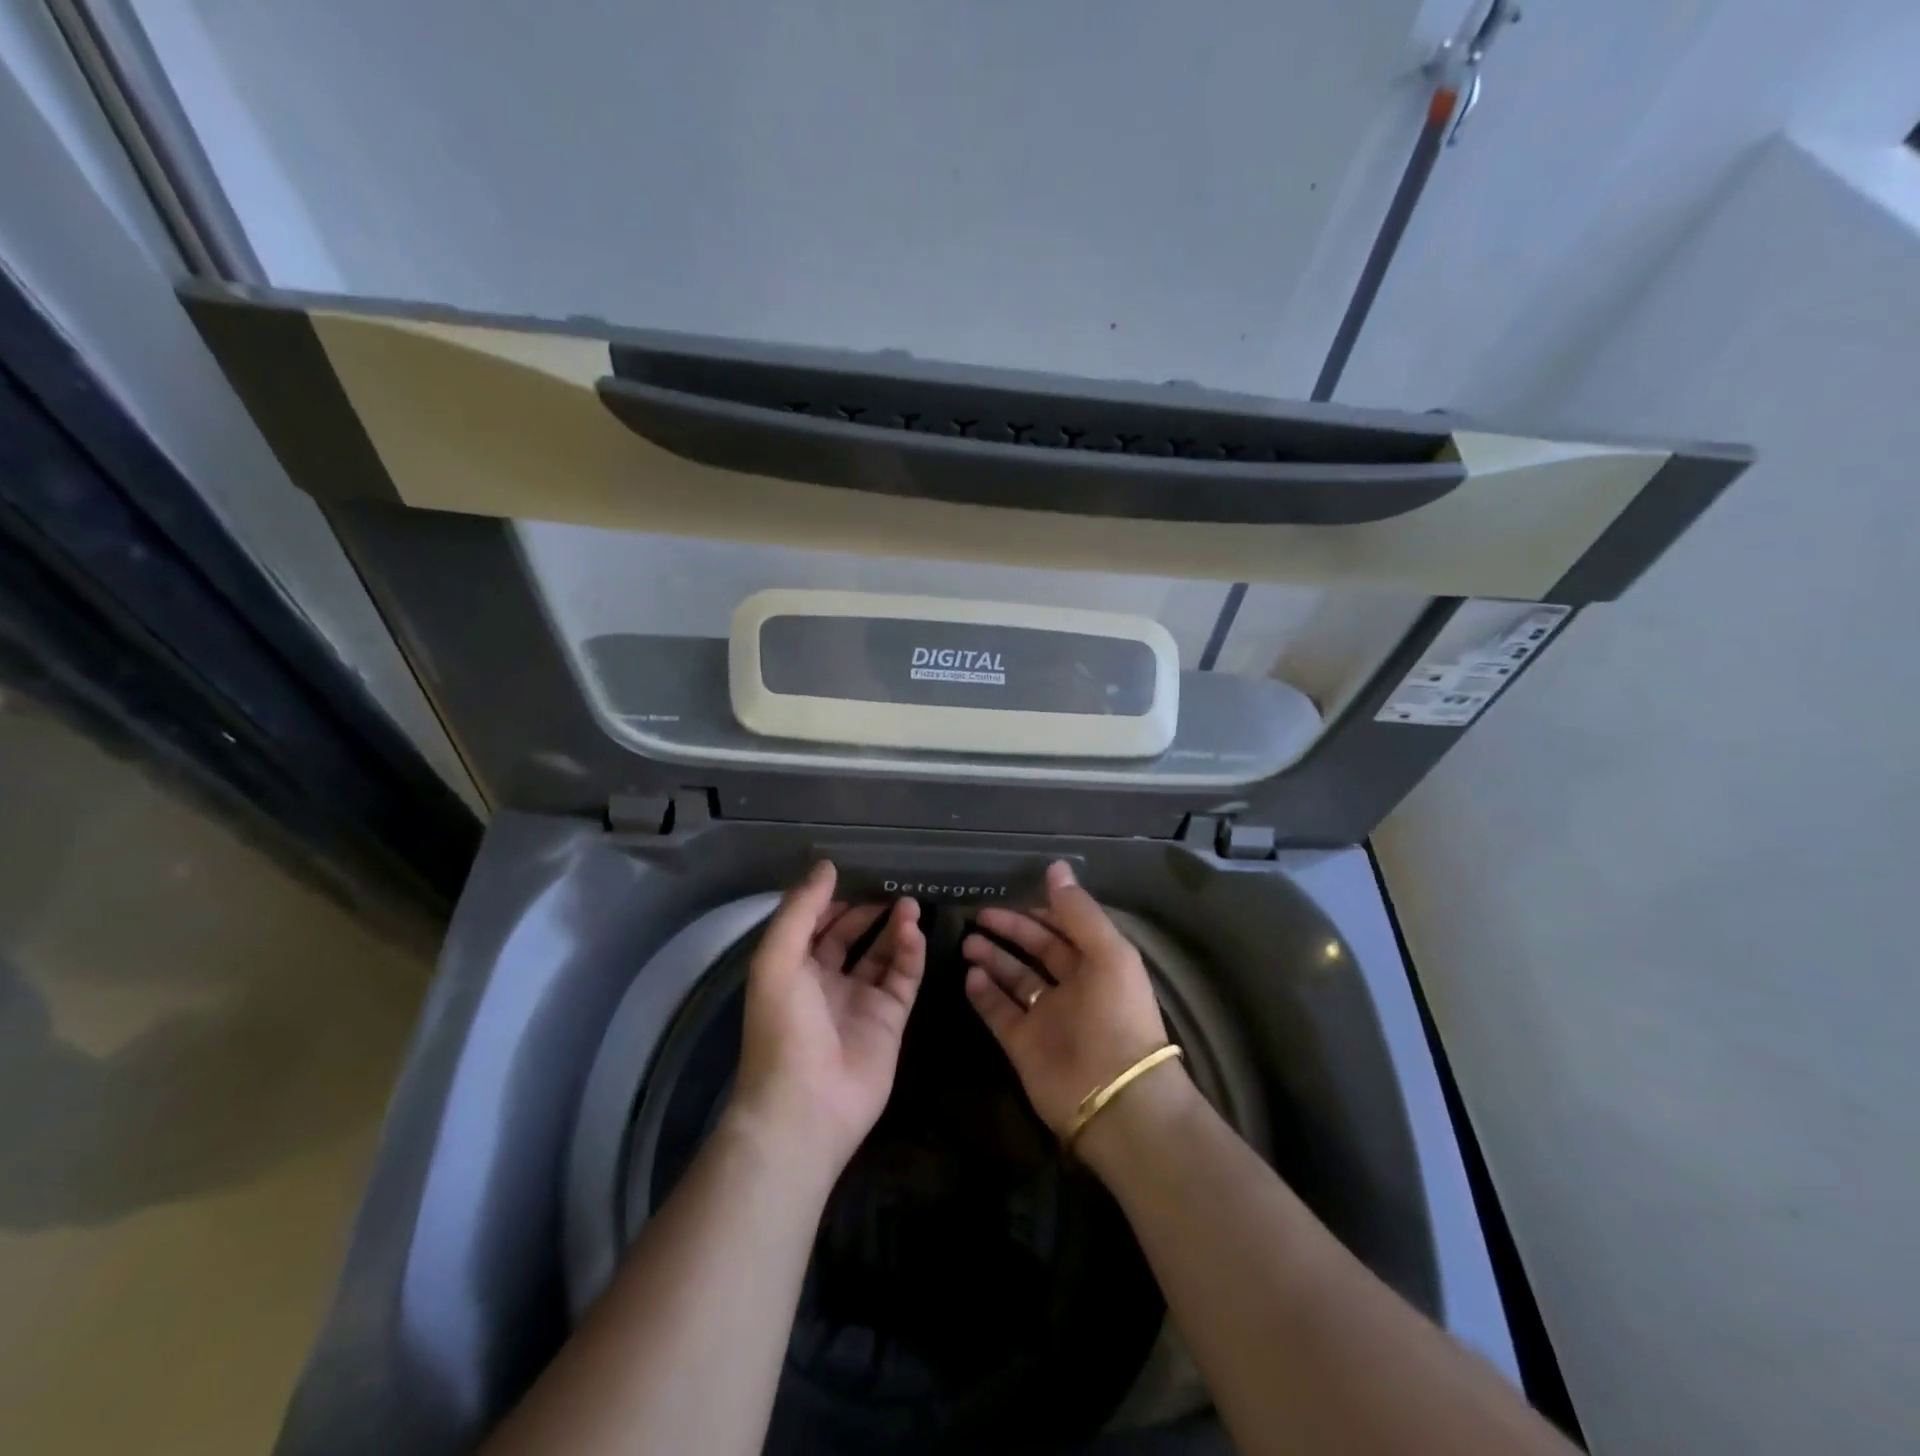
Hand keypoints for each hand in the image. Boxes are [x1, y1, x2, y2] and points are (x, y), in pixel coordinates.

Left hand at [730, 862, 926, 1179]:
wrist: (806, 1106)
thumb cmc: (783, 1027)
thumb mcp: (777, 959)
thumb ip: (801, 909)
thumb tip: (826, 866)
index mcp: (793, 970)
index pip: (814, 925)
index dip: (831, 900)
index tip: (854, 873)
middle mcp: (826, 982)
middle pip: (850, 937)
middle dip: (868, 910)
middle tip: (891, 884)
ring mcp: (860, 1001)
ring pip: (882, 954)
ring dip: (894, 928)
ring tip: (910, 902)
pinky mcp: (890, 1020)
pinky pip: (904, 977)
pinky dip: (911, 952)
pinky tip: (914, 931)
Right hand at [960, 860, 1179, 1134]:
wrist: (1115, 1097)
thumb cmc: (1116, 1015)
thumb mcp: (1108, 953)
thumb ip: (1078, 911)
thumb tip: (1055, 867)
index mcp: (1098, 964)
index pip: (1064, 929)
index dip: (1041, 912)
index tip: (1012, 894)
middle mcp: (1072, 988)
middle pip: (1036, 951)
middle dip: (1010, 931)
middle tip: (978, 915)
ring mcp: (1045, 1017)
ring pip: (1014, 979)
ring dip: (992, 958)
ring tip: (966, 941)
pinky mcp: (1023, 1045)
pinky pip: (999, 1012)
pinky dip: (984, 994)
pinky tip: (968, 975)